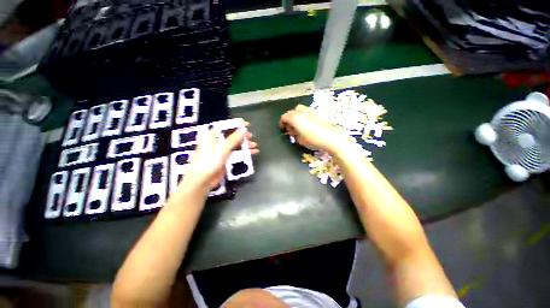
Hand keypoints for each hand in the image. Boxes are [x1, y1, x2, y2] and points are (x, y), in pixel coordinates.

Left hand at [180, 122, 258, 193]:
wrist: (201, 182)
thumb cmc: (208, 163)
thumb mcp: (221, 150)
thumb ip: (233, 139)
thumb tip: (243, 130)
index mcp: (211, 136)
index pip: (225, 126)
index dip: (236, 125)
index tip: (247, 125)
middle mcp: (216, 142)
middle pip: (231, 135)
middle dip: (243, 136)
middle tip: (251, 137)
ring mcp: (221, 150)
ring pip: (235, 144)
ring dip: (245, 145)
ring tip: (254, 146)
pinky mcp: (224, 158)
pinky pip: (235, 153)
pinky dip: (243, 152)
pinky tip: (252, 153)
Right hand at [279, 105, 349, 153]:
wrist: (329, 137)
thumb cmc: (312, 139)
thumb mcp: (299, 139)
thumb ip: (294, 134)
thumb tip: (293, 131)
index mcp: (294, 117)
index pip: (284, 117)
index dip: (282, 123)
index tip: (283, 129)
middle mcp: (300, 111)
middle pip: (291, 112)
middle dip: (289, 119)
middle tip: (291, 128)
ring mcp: (309, 110)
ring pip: (299, 110)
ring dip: (296, 116)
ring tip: (298, 125)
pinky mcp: (316, 112)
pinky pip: (306, 111)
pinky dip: (303, 116)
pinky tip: (307, 123)